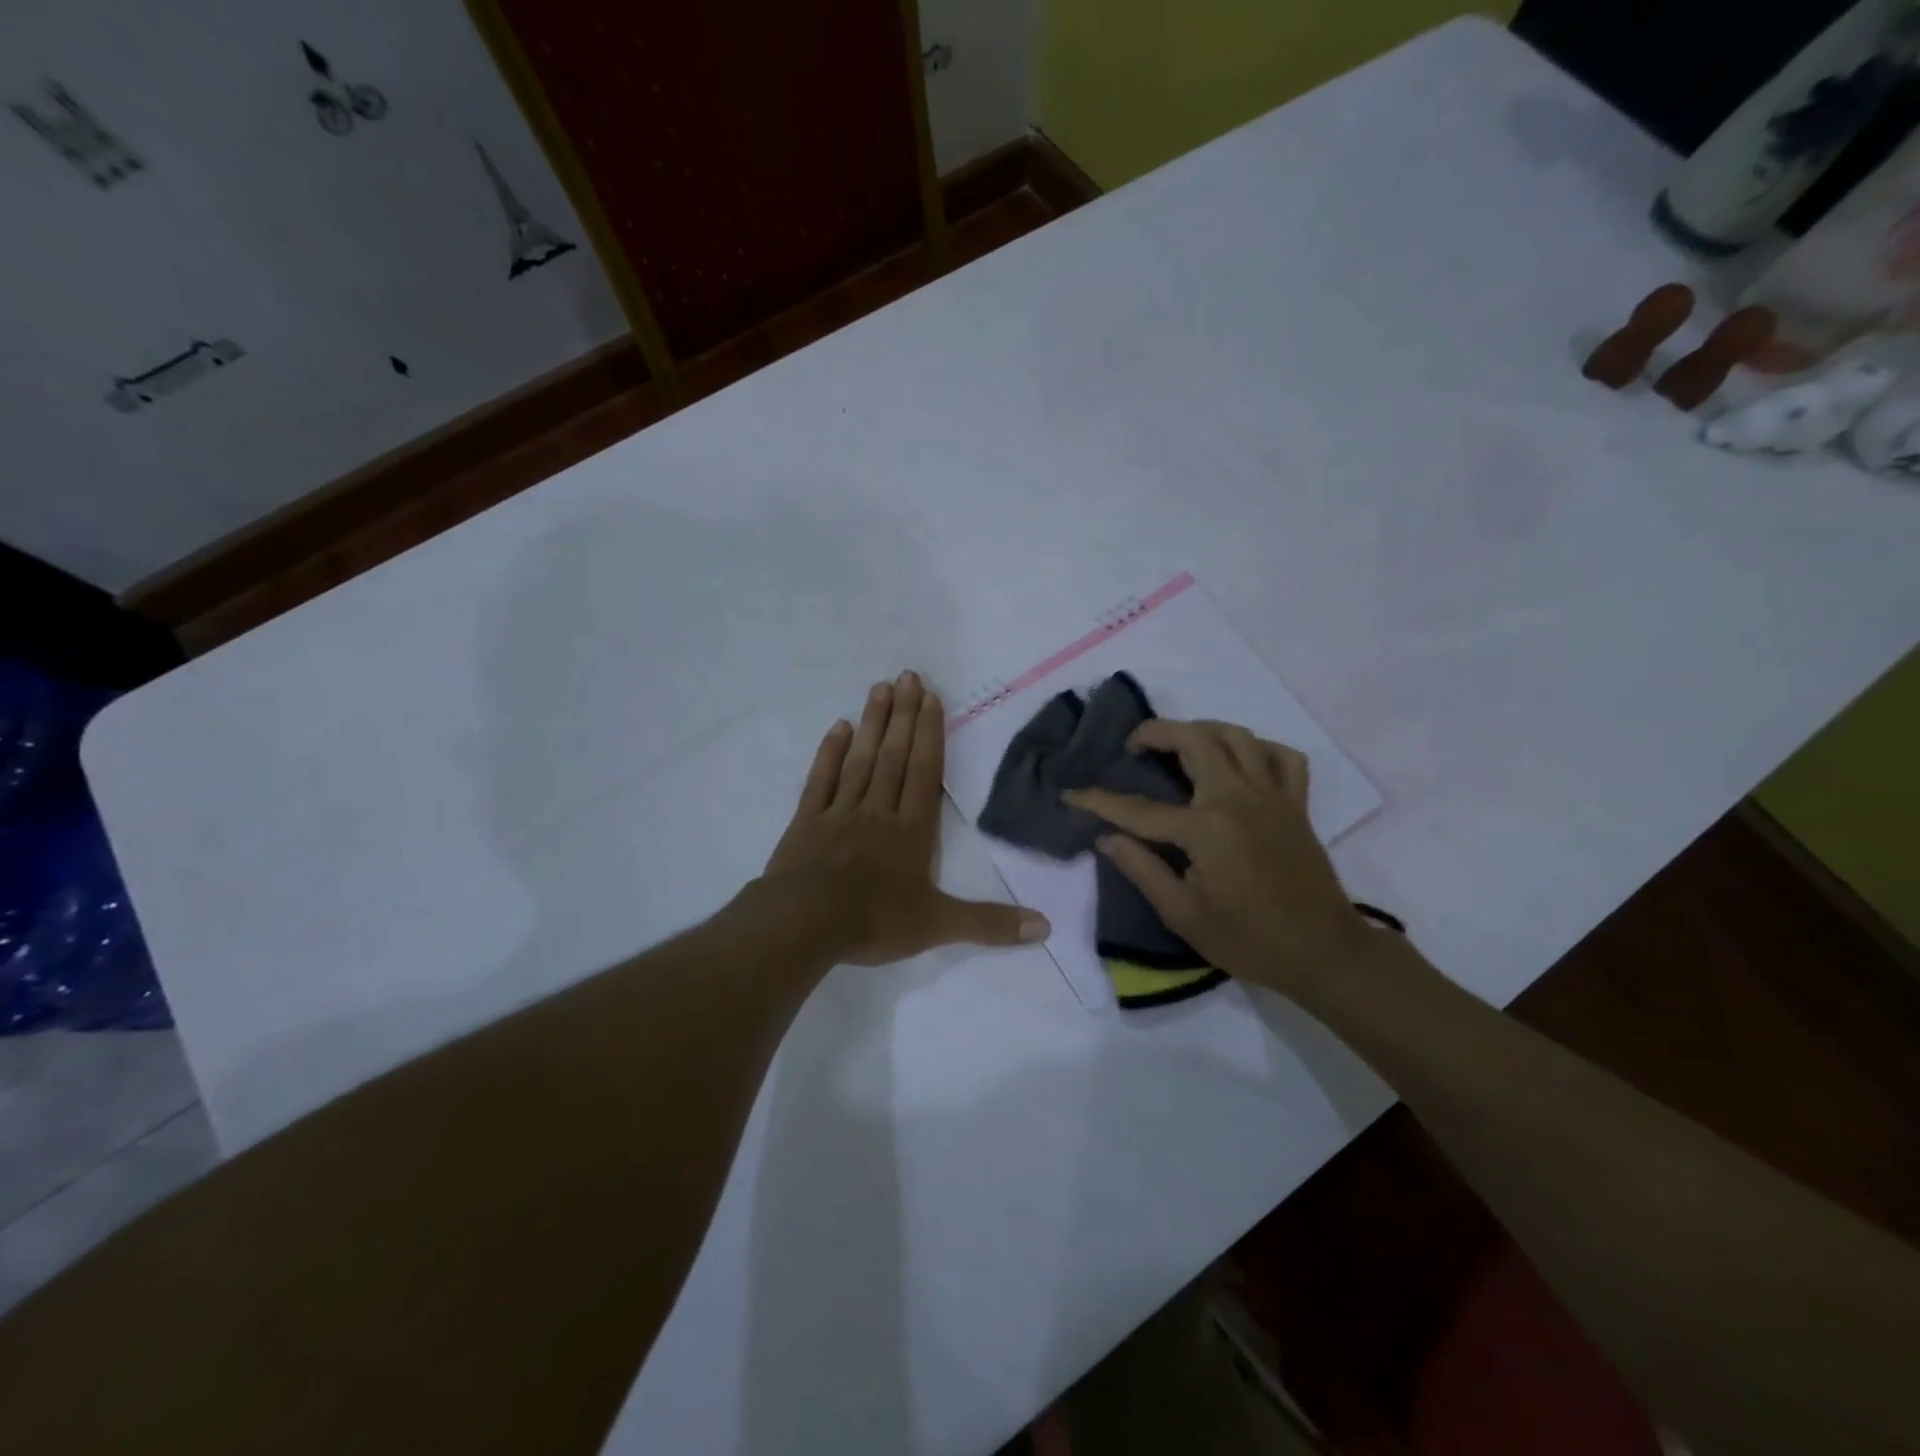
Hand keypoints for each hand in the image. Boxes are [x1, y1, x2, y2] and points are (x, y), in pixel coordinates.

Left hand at [761, 671, 1049, 965]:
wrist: (803, 925)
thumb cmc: (874, 921)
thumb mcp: (938, 926)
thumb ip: (990, 924)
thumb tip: (1046, 928)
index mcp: (912, 829)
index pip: (925, 772)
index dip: (930, 733)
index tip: (931, 697)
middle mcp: (879, 810)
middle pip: (894, 755)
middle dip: (904, 715)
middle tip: (908, 675)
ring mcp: (840, 812)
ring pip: (861, 759)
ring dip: (873, 723)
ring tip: (880, 687)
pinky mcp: (807, 821)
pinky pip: (822, 779)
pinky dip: (830, 753)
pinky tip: (838, 727)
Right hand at [1063, 719, 1377, 996]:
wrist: (1323, 953)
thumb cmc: (1249, 940)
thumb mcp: (1183, 915)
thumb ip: (1142, 869)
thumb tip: (1106, 838)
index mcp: (1206, 828)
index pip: (1138, 808)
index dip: (1098, 800)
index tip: (1070, 793)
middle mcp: (1239, 798)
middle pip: (1194, 740)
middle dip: (1155, 732)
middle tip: (1133, 745)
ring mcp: (1273, 796)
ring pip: (1238, 736)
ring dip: (1202, 730)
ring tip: (1180, 744)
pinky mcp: (1296, 804)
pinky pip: (1283, 757)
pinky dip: (1259, 749)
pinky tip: (1241, 762)